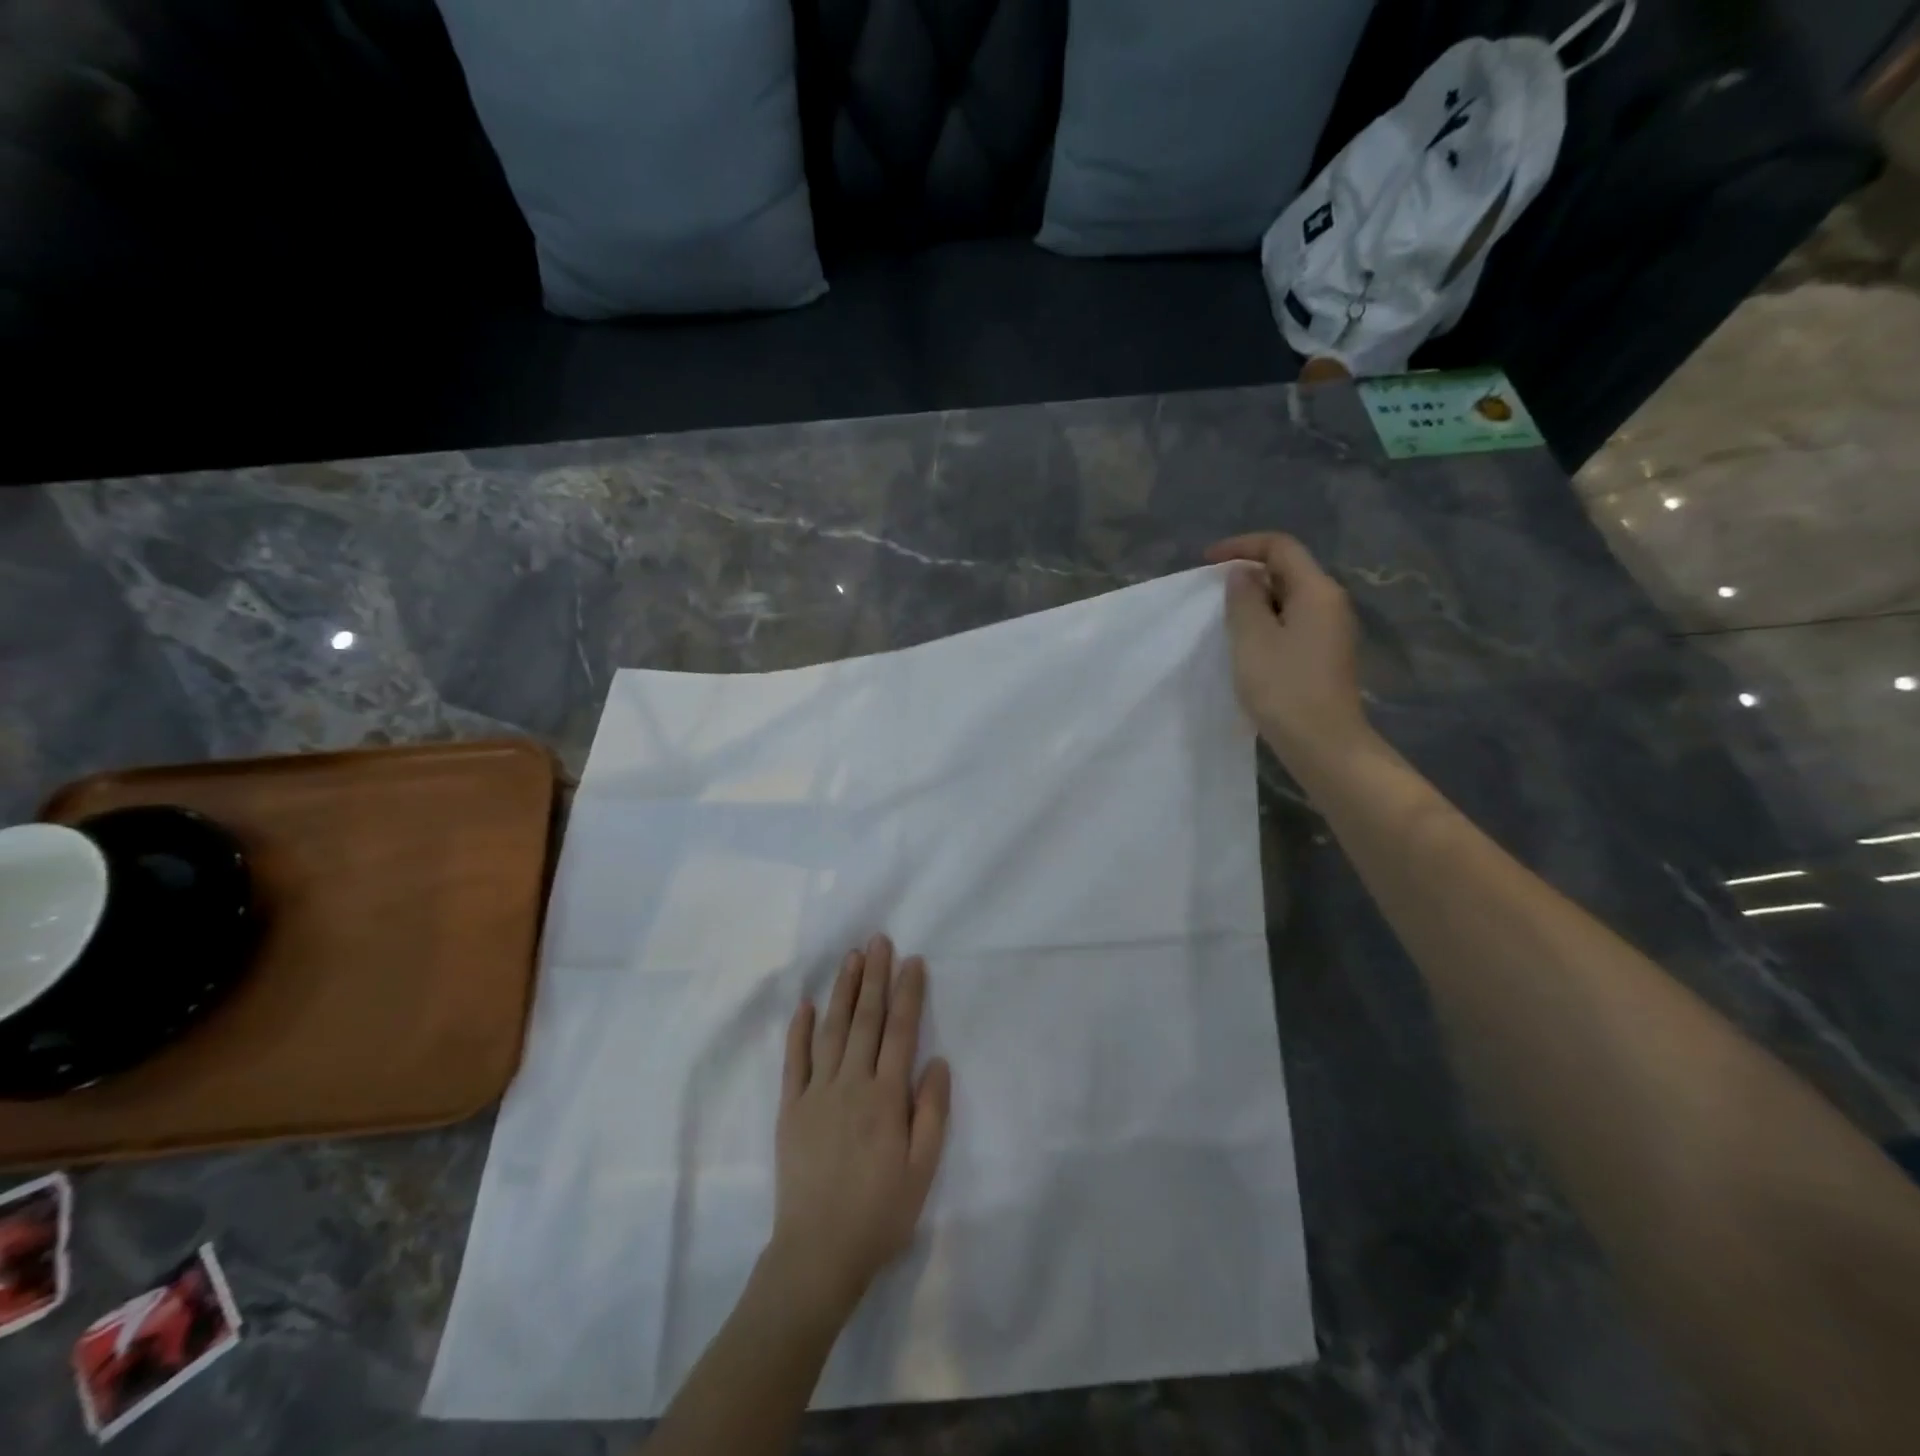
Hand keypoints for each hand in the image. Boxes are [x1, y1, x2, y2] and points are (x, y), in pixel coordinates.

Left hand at [769, 935, 951, 1321]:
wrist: (817, 1254)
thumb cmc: (880, 1213)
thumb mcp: (922, 1170)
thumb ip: (932, 1112)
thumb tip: (937, 1060)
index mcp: (886, 1097)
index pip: (900, 1032)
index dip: (908, 993)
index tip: (912, 960)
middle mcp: (851, 1084)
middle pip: (866, 1020)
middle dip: (874, 977)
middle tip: (877, 940)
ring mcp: (816, 1093)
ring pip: (831, 1030)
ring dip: (843, 991)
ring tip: (850, 958)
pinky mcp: (790, 1108)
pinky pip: (793, 1061)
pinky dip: (798, 1030)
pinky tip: (804, 1004)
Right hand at [1204, 532, 1371, 765]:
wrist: (1323, 743)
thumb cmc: (1284, 687)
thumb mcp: (1251, 638)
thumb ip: (1243, 598)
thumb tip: (1243, 574)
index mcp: (1317, 590)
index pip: (1280, 547)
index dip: (1242, 546)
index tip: (1207, 562)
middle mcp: (1332, 603)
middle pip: (1288, 570)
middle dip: (1249, 573)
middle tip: (1213, 593)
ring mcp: (1332, 630)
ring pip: (1290, 599)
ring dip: (1256, 602)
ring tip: (1225, 620)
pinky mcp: (1327, 654)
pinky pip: (1293, 623)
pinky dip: (1268, 623)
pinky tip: (1248, 646)